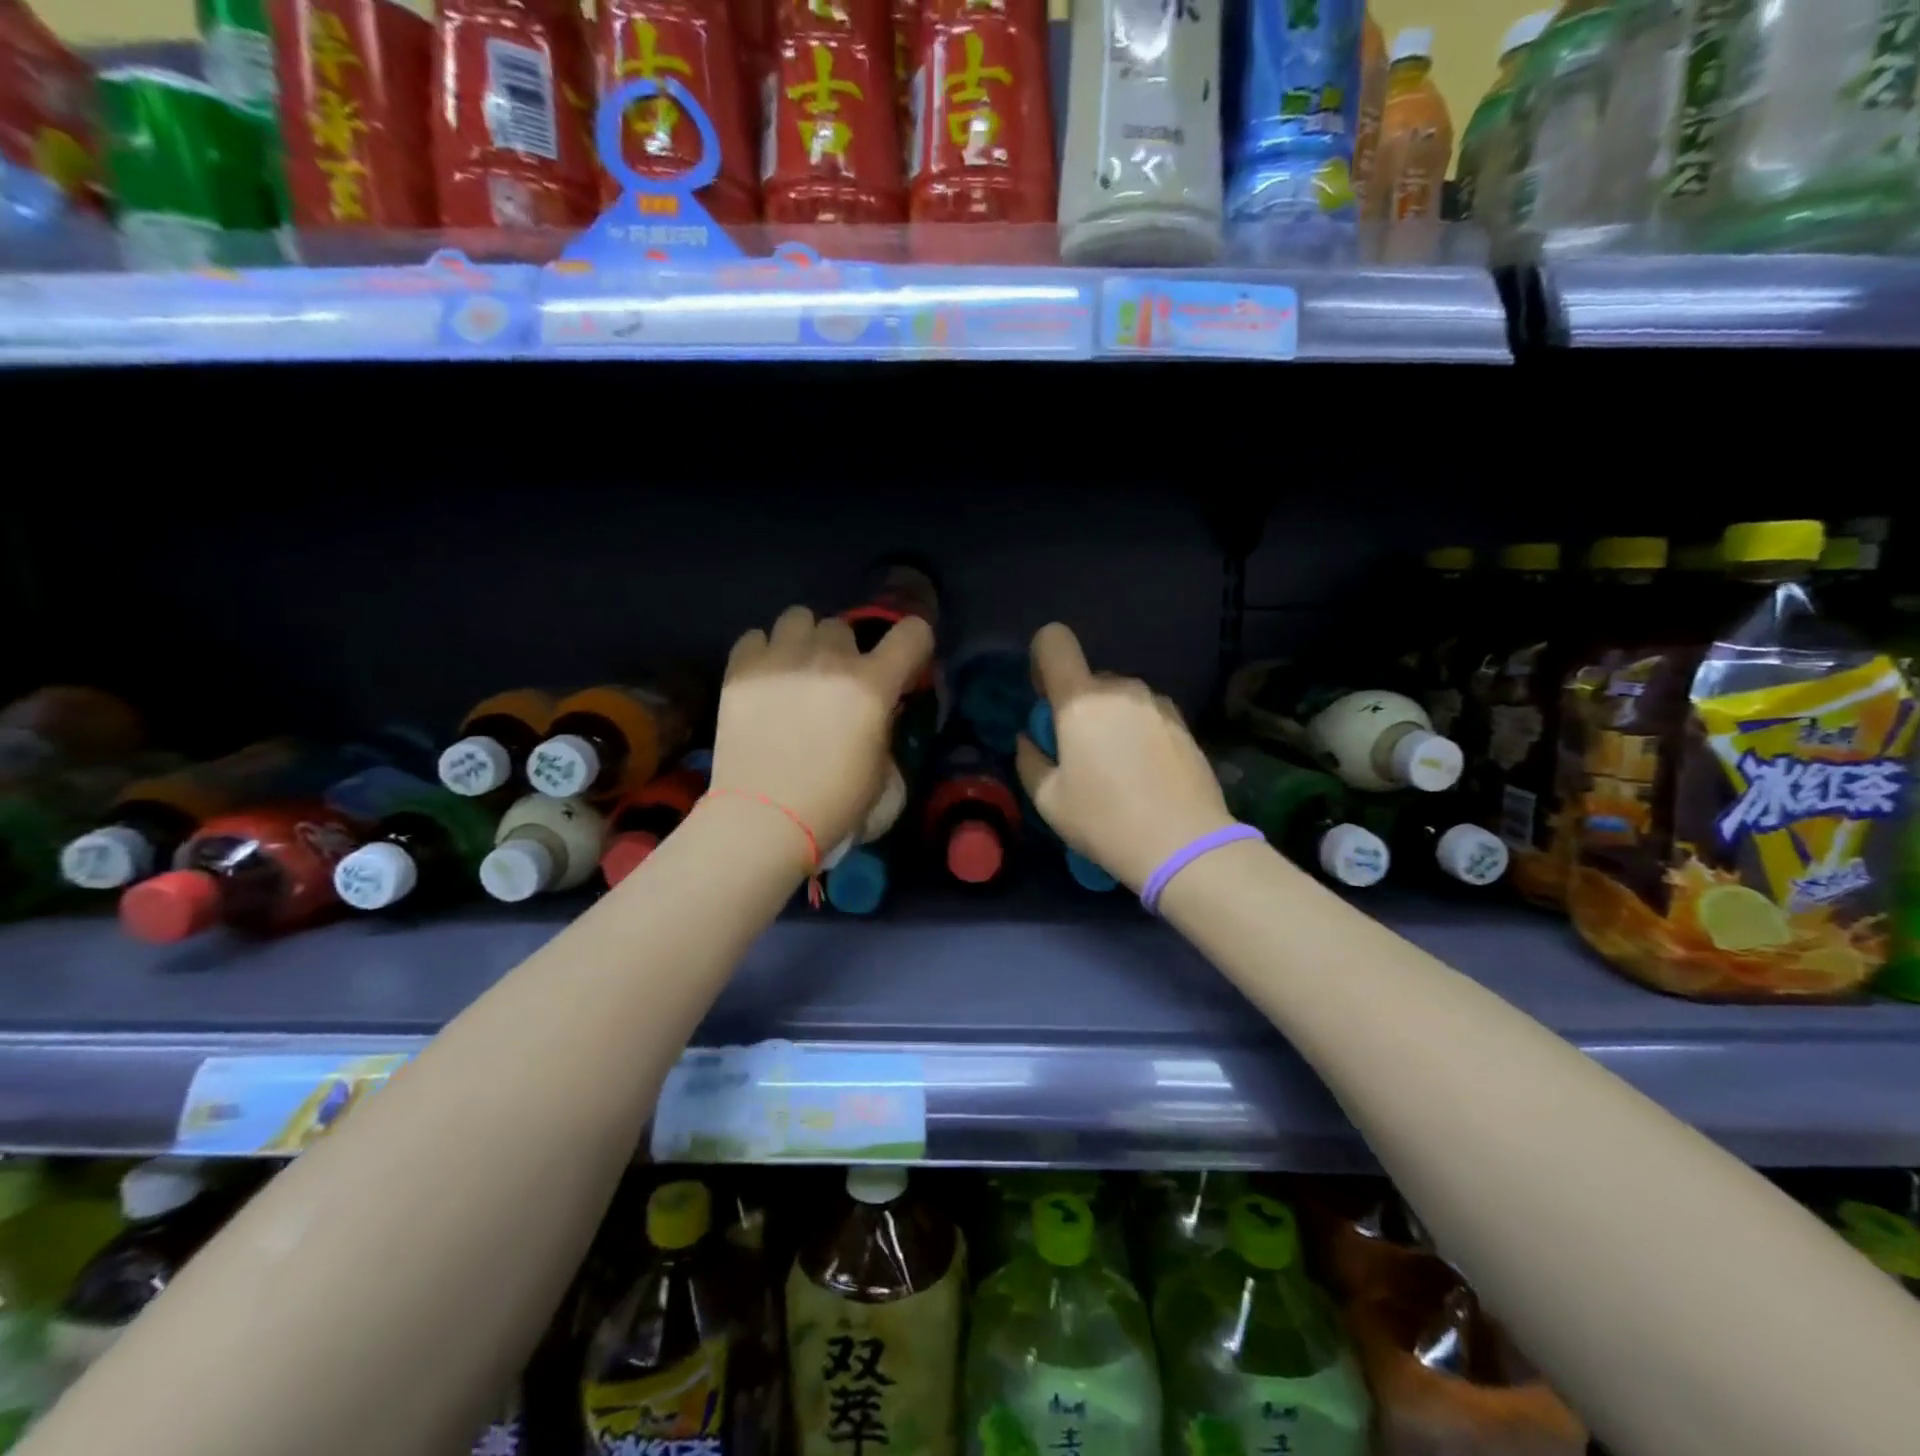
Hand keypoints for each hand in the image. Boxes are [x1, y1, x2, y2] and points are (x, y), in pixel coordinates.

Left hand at [710, 606, 933, 859]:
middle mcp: (828, 659)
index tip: (904, 663)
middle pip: (844, 626)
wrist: (763, 822)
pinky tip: (764, 681)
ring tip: (795, 672)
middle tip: (834, 684)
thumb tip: (877, 716)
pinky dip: (764, 653)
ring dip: (804, 641)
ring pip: (798, 617)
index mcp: (871, 686)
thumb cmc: (834, 808)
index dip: (914, 642)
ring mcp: (779, 660)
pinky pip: (756, 637)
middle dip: (844, 651)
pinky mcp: (739, 670)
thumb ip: (886, 730)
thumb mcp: (884, 774)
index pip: (912, 632)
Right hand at [1015, 623, 1235, 892]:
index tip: (1045, 698)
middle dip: (1077, 706)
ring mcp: (1157, 704)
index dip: (1043, 660)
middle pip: (1088, 679)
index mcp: (1081, 700)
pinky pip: (1146, 714)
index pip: (1054, 641)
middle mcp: (1121, 689)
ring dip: (1110, 720)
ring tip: (1116, 769)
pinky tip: (1145, 774)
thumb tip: (1030, 739)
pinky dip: (1137, 732)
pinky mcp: (1183, 723)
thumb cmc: (1105, 821)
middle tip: (1079, 754)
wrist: (1184, 845)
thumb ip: (1030, 760)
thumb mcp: (1049, 801)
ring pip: (1119, 698)